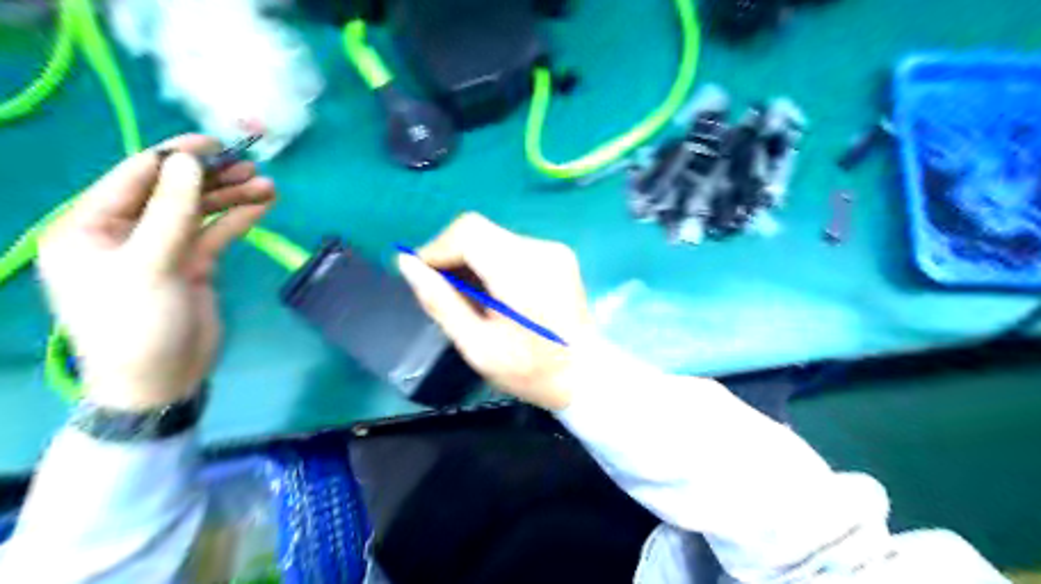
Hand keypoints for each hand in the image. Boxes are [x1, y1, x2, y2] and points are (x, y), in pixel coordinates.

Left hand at [39, 138, 274, 409]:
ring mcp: (162, 249)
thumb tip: (188, 162)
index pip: (132, 178)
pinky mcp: (193, 265)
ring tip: (266, 184)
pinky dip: (239, 219)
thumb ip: (170, 212)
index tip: (213, 143)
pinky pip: (216, 233)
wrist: (163, 377)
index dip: (172, 157)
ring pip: (199, 212)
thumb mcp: (149, 265)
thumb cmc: (138, 323)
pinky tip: (262, 204)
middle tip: (249, 166)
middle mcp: (125, 233)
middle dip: (210, 178)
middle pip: (172, 193)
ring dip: (231, 197)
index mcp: (90, 228)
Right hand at [397, 212, 597, 408]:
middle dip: (453, 255)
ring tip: (471, 298)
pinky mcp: (558, 254)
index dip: (438, 248)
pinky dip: (493, 263)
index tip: (425, 278)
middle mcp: (540, 250)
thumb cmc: (530, 370)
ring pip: (493, 237)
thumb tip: (406, 263)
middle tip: (445, 292)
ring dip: (472, 260)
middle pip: (479, 230)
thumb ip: (440, 302)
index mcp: (521, 272)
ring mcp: (553, 250)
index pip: (468, 231)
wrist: (586, 375)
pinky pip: (511, 246)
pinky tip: (494, 293)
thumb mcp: (477, 346)